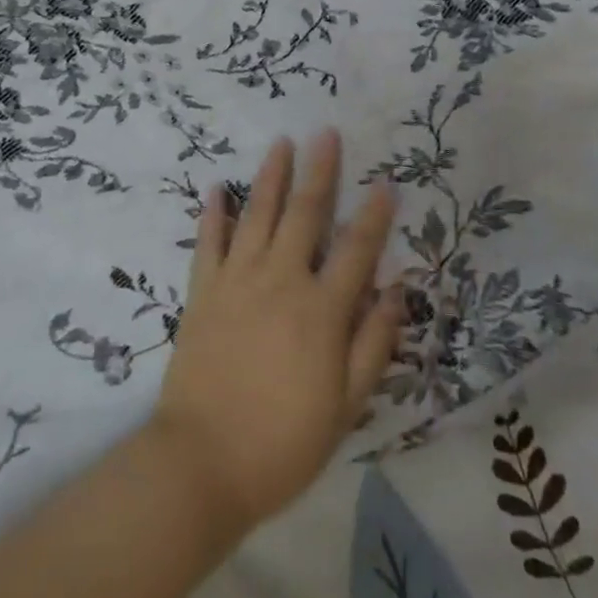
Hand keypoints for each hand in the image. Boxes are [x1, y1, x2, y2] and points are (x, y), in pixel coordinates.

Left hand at [148, 131, 404, 532]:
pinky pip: (208, 243)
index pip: (356, 249)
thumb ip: (372, 344)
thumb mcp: (345, 406)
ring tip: (281, 142)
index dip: (374, 215)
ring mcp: (238, 281)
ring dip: (271, 176)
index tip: (385, 182)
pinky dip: (212, 214)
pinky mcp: (203, 292)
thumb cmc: (282, 442)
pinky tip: (215, 189)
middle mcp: (281, 280)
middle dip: (320, 171)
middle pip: (305, 214)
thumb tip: (396, 291)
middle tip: (326, 133)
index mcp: (321, 309)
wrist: (201, 464)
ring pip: (258, 215)